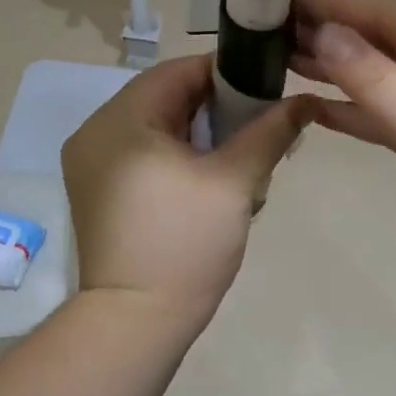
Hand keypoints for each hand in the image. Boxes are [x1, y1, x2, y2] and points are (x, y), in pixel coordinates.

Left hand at [61, 54, 314, 335]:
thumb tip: (304, 100)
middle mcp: (95, 133)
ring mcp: (91, 165)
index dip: (227, 73)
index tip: (268, 90)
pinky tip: (210, 183)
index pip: (179, 71)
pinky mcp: (98, 192)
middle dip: (218, 111)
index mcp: (120, 120)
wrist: (135, 323)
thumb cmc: (185, 244)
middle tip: (259, 130)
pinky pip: (144, 155)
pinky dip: (178, 158)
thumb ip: (269, 132)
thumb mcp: (234, 182)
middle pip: (166, 99)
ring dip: (201, 137)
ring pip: (157, 129)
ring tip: (239, 161)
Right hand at [294, 0, 395, 316]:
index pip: (389, 12)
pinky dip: (361, 111)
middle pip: (388, 40)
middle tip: (270, 29)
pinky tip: (317, 107)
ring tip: (282, 60)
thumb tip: (323, 31)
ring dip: (342, 71)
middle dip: (333, 35)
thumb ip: (373, 78)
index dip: (333, 3)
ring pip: (390, 78)